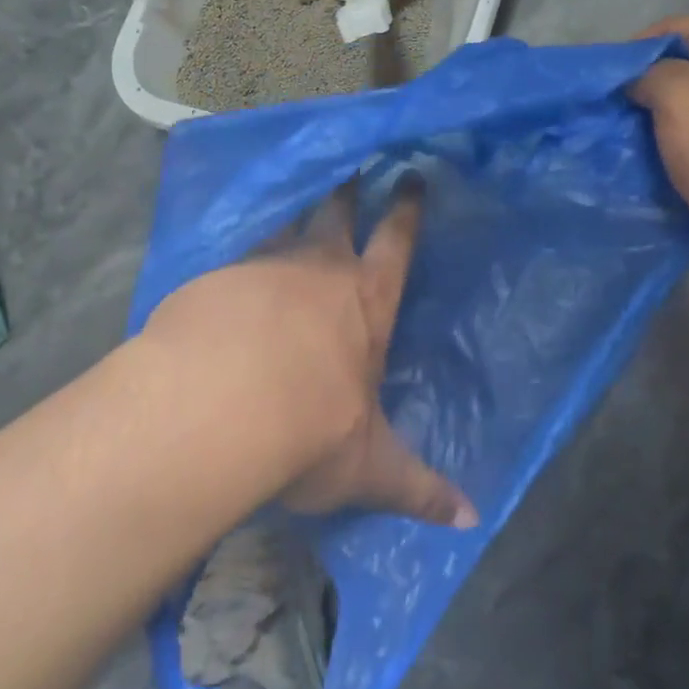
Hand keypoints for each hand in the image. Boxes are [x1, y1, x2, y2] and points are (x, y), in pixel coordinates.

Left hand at [141, 184, 477, 528]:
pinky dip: (240, 259)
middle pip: (337, 215)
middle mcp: (318, 272)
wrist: (215, 408)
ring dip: (293, 212)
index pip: (395, 244)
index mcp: (365, 302)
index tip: (410, 178)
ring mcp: (263, 268)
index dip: (406, 210)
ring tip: (294, 200)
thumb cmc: (308, 430)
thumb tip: (473, 522)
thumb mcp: (368, 466)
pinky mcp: (215, 280)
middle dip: (347, 191)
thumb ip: (417, 488)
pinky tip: (228, 270)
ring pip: (285, 226)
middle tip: (351, 166)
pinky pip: (235, 258)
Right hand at [633, 15, 688, 306]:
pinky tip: (660, 184)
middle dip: (644, 97)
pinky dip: (684, 167)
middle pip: (686, 75)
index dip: (632, 51)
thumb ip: (647, 76)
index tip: (601, 87)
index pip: (674, 29)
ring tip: (625, 156)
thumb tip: (639, 85)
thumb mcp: (678, 93)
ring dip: (662, 136)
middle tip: (607, 124)